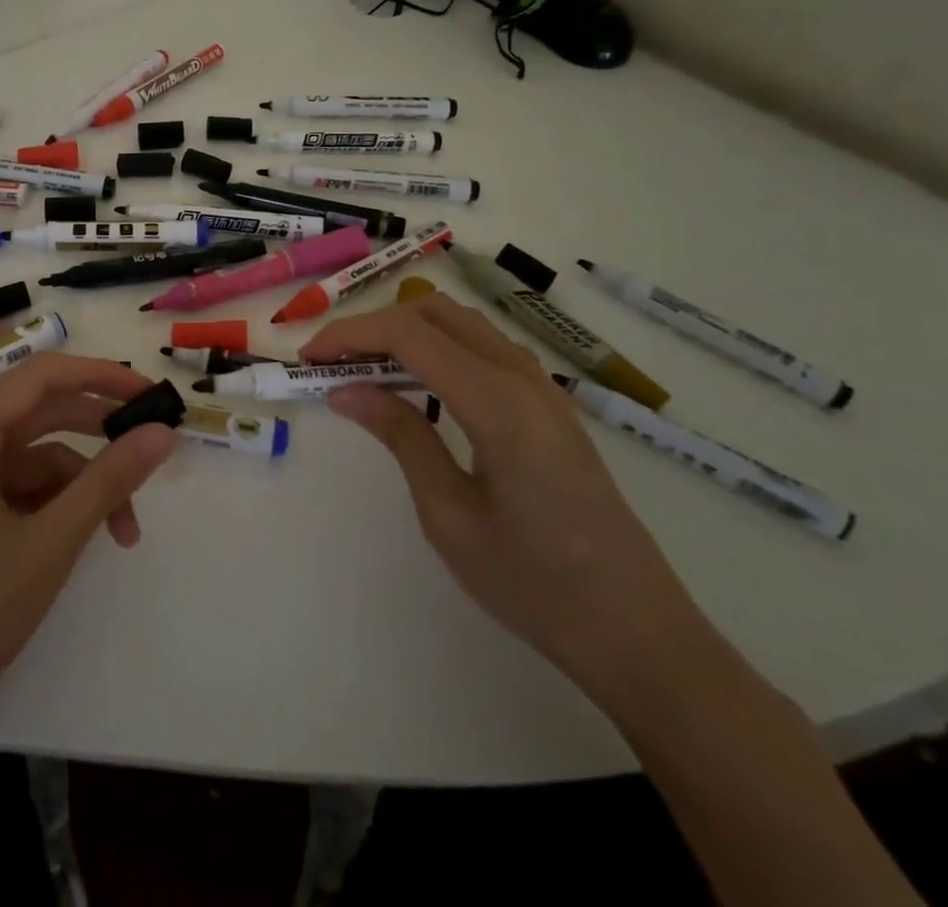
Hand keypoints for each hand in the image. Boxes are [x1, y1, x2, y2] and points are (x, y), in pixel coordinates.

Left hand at [0, 353, 177, 749]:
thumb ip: (111, 479)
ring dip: (83, 483)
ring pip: (35, 456)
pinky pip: (18, 487)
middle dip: (99, 431)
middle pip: (40, 412)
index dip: (102, 376)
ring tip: (124, 530)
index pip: (43, 375)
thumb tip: (164, 433)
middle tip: (152, 447)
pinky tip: (84, 539)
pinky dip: (56, 505)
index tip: (152, 397)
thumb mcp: (52, 542)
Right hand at [300, 293, 718, 713]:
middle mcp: (524, 379)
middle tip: (330, 361)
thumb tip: (345, 390)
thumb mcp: (450, 516)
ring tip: (362, 370)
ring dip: (406, 333)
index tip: (308, 358)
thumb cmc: (536, 587)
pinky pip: (484, 349)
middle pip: (435, 313)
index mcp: (499, 404)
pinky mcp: (550, 406)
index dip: (350, 335)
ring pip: (462, 325)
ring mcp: (544, 389)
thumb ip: (401, 437)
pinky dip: (438, 349)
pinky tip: (416, 388)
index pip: (410, 335)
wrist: (639, 634)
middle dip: (374, 325)